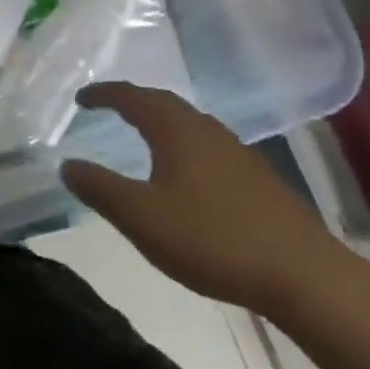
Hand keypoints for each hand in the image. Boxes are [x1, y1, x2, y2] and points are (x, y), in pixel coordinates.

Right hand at [61, 83, 355, 315]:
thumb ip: (100, 188)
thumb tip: (67, 164)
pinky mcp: (256, 178)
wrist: (302, 274)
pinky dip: (183, 145)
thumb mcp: (141, 218)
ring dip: (160, 122)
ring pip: (189, 124)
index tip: (81, 98)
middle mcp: (206, 130)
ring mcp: (236, 152)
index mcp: (176, 130)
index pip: (133, 97)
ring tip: (142, 135)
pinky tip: (184, 173)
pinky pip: (207, 145)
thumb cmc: (212, 239)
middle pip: (163, 103)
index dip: (104, 94)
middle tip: (108, 108)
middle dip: (133, 101)